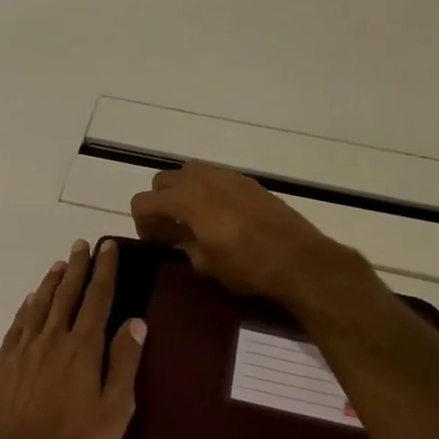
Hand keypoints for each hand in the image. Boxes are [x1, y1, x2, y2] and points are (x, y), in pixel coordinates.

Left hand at [0, 238, 146, 438]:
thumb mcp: (115, 409)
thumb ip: (124, 362)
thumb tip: (136, 322)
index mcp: (83, 347)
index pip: (98, 299)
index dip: (104, 271)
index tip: (108, 248)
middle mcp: (53, 338)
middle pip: (67, 294)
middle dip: (77, 268)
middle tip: (80, 244)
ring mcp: (24, 349)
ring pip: (39, 305)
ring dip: (50, 283)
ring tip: (58, 265)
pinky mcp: (2, 363)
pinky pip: (17, 325)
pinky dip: (26, 309)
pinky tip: (29, 302)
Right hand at [129, 162, 367, 310]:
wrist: (297, 259)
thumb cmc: (246, 267)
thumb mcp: (205, 264)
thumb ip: (183, 244)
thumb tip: (178, 237)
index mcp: (187, 201)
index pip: (143, 200)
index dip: (141, 221)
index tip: (152, 241)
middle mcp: (203, 180)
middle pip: (163, 179)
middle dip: (159, 201)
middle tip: (168, 228)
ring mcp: (228, 177)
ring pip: (189, 171)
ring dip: (182, 191)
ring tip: (193, 218)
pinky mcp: (248, 181)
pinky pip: (215, 176)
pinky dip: (207, 190)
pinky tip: (220, 215)